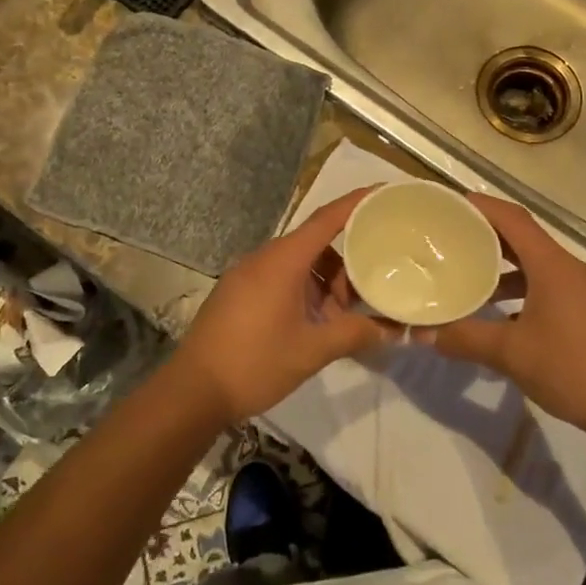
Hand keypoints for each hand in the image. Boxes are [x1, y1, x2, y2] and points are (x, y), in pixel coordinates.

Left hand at [173, 188, 390, 423]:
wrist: (192, 391)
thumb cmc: (255, 363)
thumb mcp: (312, 350)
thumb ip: (355, 334)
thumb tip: (393, 330)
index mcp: (283, 260)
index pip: (327, 218)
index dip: (357, 203)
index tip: (383, 193)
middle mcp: (264, 258)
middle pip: (315, 244)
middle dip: (345, 263)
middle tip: (368, 288)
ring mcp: (246, 275)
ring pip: (298, 264)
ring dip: (324, 282)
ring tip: (341, 317)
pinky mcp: (237, 292)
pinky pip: (280, 278)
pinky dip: (304, 291)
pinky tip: (313, 324)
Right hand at [422, 195, 585, 437]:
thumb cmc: (572, 369)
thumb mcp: (511, 354)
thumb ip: (465, 338)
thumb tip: (422, 334)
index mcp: (553, 266)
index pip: (514, 219)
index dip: (482, 207)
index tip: (451, 205)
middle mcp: (572, 269)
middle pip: (526, 240)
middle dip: (488, 238)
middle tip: (452, 241)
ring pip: (539, 266)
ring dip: (507, 269)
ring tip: (472, 281)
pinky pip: (552, 286)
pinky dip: (525, 290)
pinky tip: (506, 317)